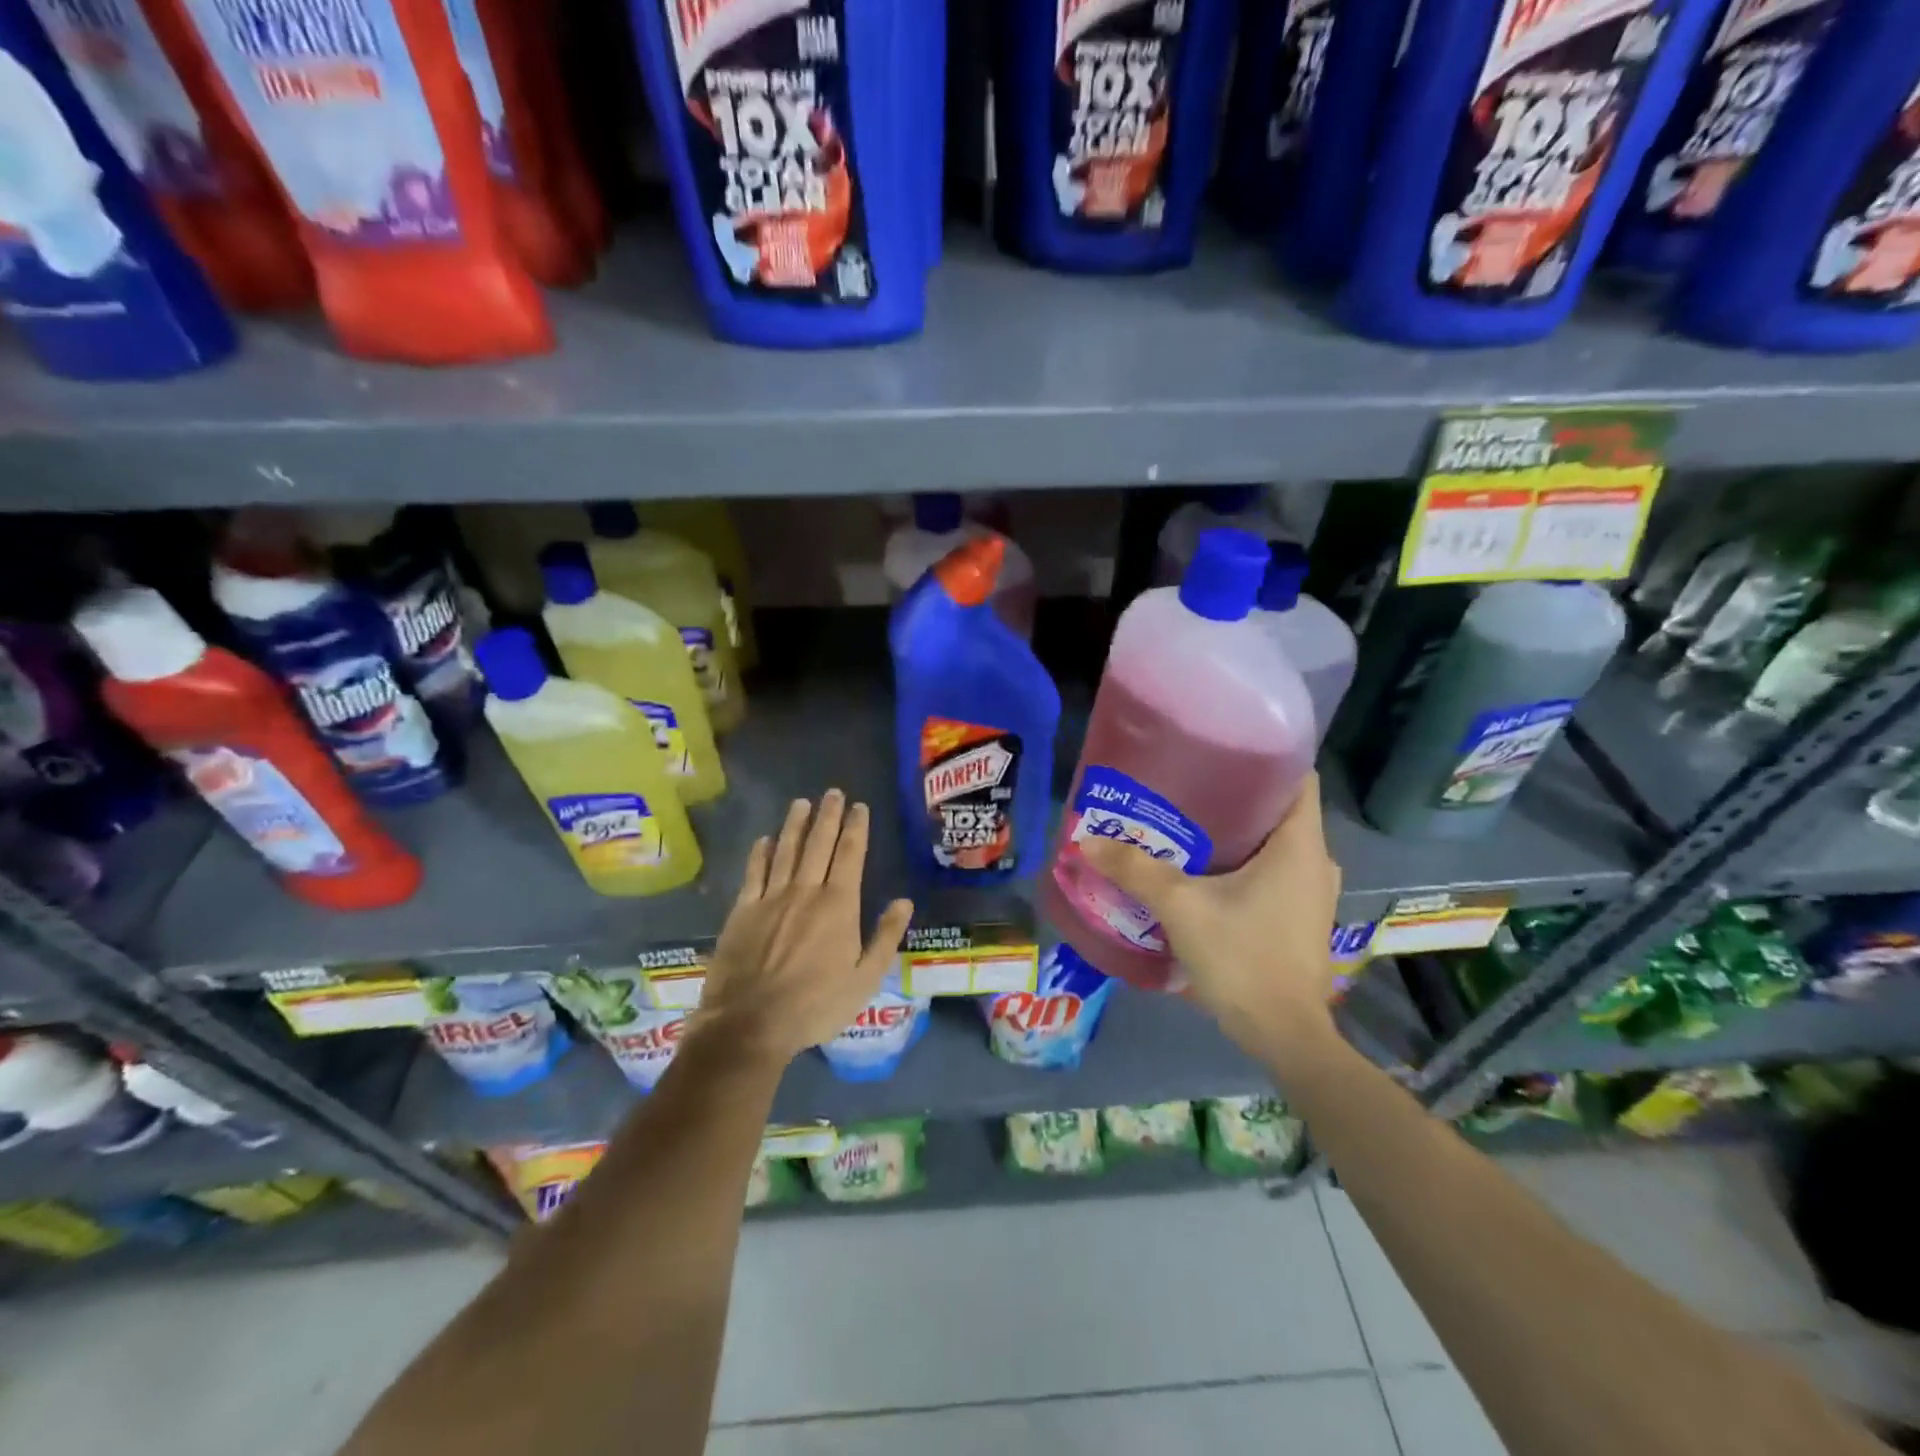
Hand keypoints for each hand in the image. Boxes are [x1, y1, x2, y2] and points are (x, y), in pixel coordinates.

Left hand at [692, 790, 913, 1065]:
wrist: (750, 1023)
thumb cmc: (815, 1005)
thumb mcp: (865, 979)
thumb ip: (885, 937)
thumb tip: (904, 901)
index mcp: (839, 905)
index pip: (850, 855)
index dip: (856, 828)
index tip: (859, 807)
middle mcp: (805, 891)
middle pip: (818, 844)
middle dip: (827, 816)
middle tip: (833, 793)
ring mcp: (771, 898)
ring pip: (786, 850)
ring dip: (795, 824)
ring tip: (801, 803)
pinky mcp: (742, 911)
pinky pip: (754, 872)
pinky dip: (761, 852)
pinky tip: (765, 839)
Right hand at [1078, 773, 1342, 1059]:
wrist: (1284, 1036)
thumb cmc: (1243, 958)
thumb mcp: (1181, 908)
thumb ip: (1135, 870)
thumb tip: (1086, 840)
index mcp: (1301, 844)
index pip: (1299, 775)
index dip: (1265, 755)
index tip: (1219, 748)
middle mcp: (1316, 861)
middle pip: (1279, 808)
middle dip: (1235, 794)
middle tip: (1186, 785)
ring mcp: (1311, 893)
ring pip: (1275, 843)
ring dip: (1237, 832)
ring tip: (1187, 823)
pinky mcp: (1300, 918)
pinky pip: (1274, 871)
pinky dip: (1243, 862)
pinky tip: (1203, 870)